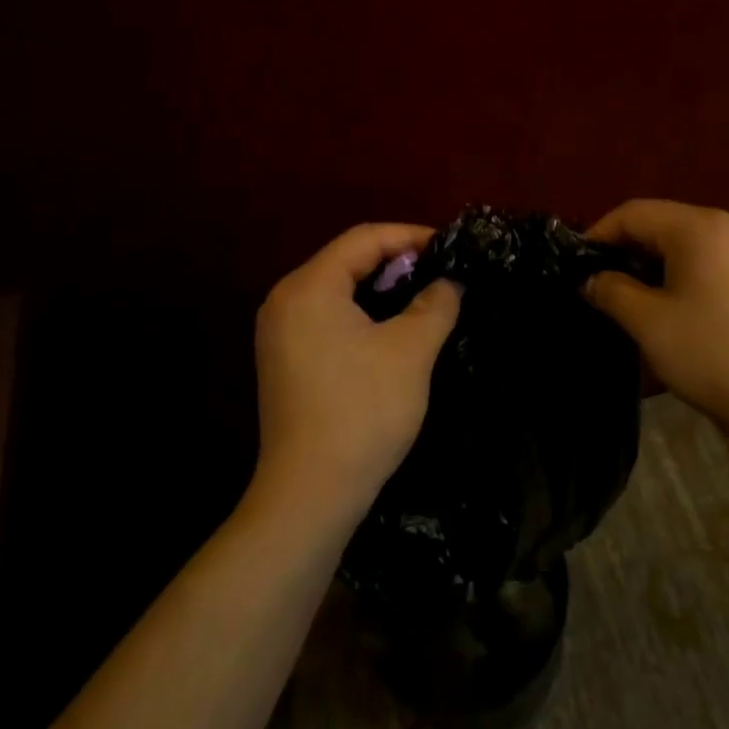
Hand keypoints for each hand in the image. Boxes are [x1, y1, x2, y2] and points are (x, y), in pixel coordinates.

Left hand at [253, 223, 462, 527]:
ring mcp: (279, 334)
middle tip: (440, 273)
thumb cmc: (363, 410)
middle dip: (396, 262)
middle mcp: (284, 301)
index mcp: (308, 287)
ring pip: (337, 291)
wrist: (311, 492)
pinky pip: (327, 318)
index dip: (410, 236)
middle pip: (346, 261)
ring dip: (380, 289)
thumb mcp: (411, 351)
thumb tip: (449, 282)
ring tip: (423, 298)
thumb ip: (435, 304)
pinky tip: (391, 331)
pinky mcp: (284, 361)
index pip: (363, 239)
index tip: (449, 247)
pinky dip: (362, 314)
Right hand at [582, 200, 728, 446]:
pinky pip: (716, 262)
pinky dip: (687, 276)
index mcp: (699, 227)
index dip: (598, 234)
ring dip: (656, 266)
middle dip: (627, 251)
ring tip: (637, 302)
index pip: (633, 213)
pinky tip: (682, 312)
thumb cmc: (714, 355)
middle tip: (602, 287)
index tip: (577, 266)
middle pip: (663, 224)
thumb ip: (612, 292)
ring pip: (690, 245)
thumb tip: (591, 279)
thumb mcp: (649, 323)